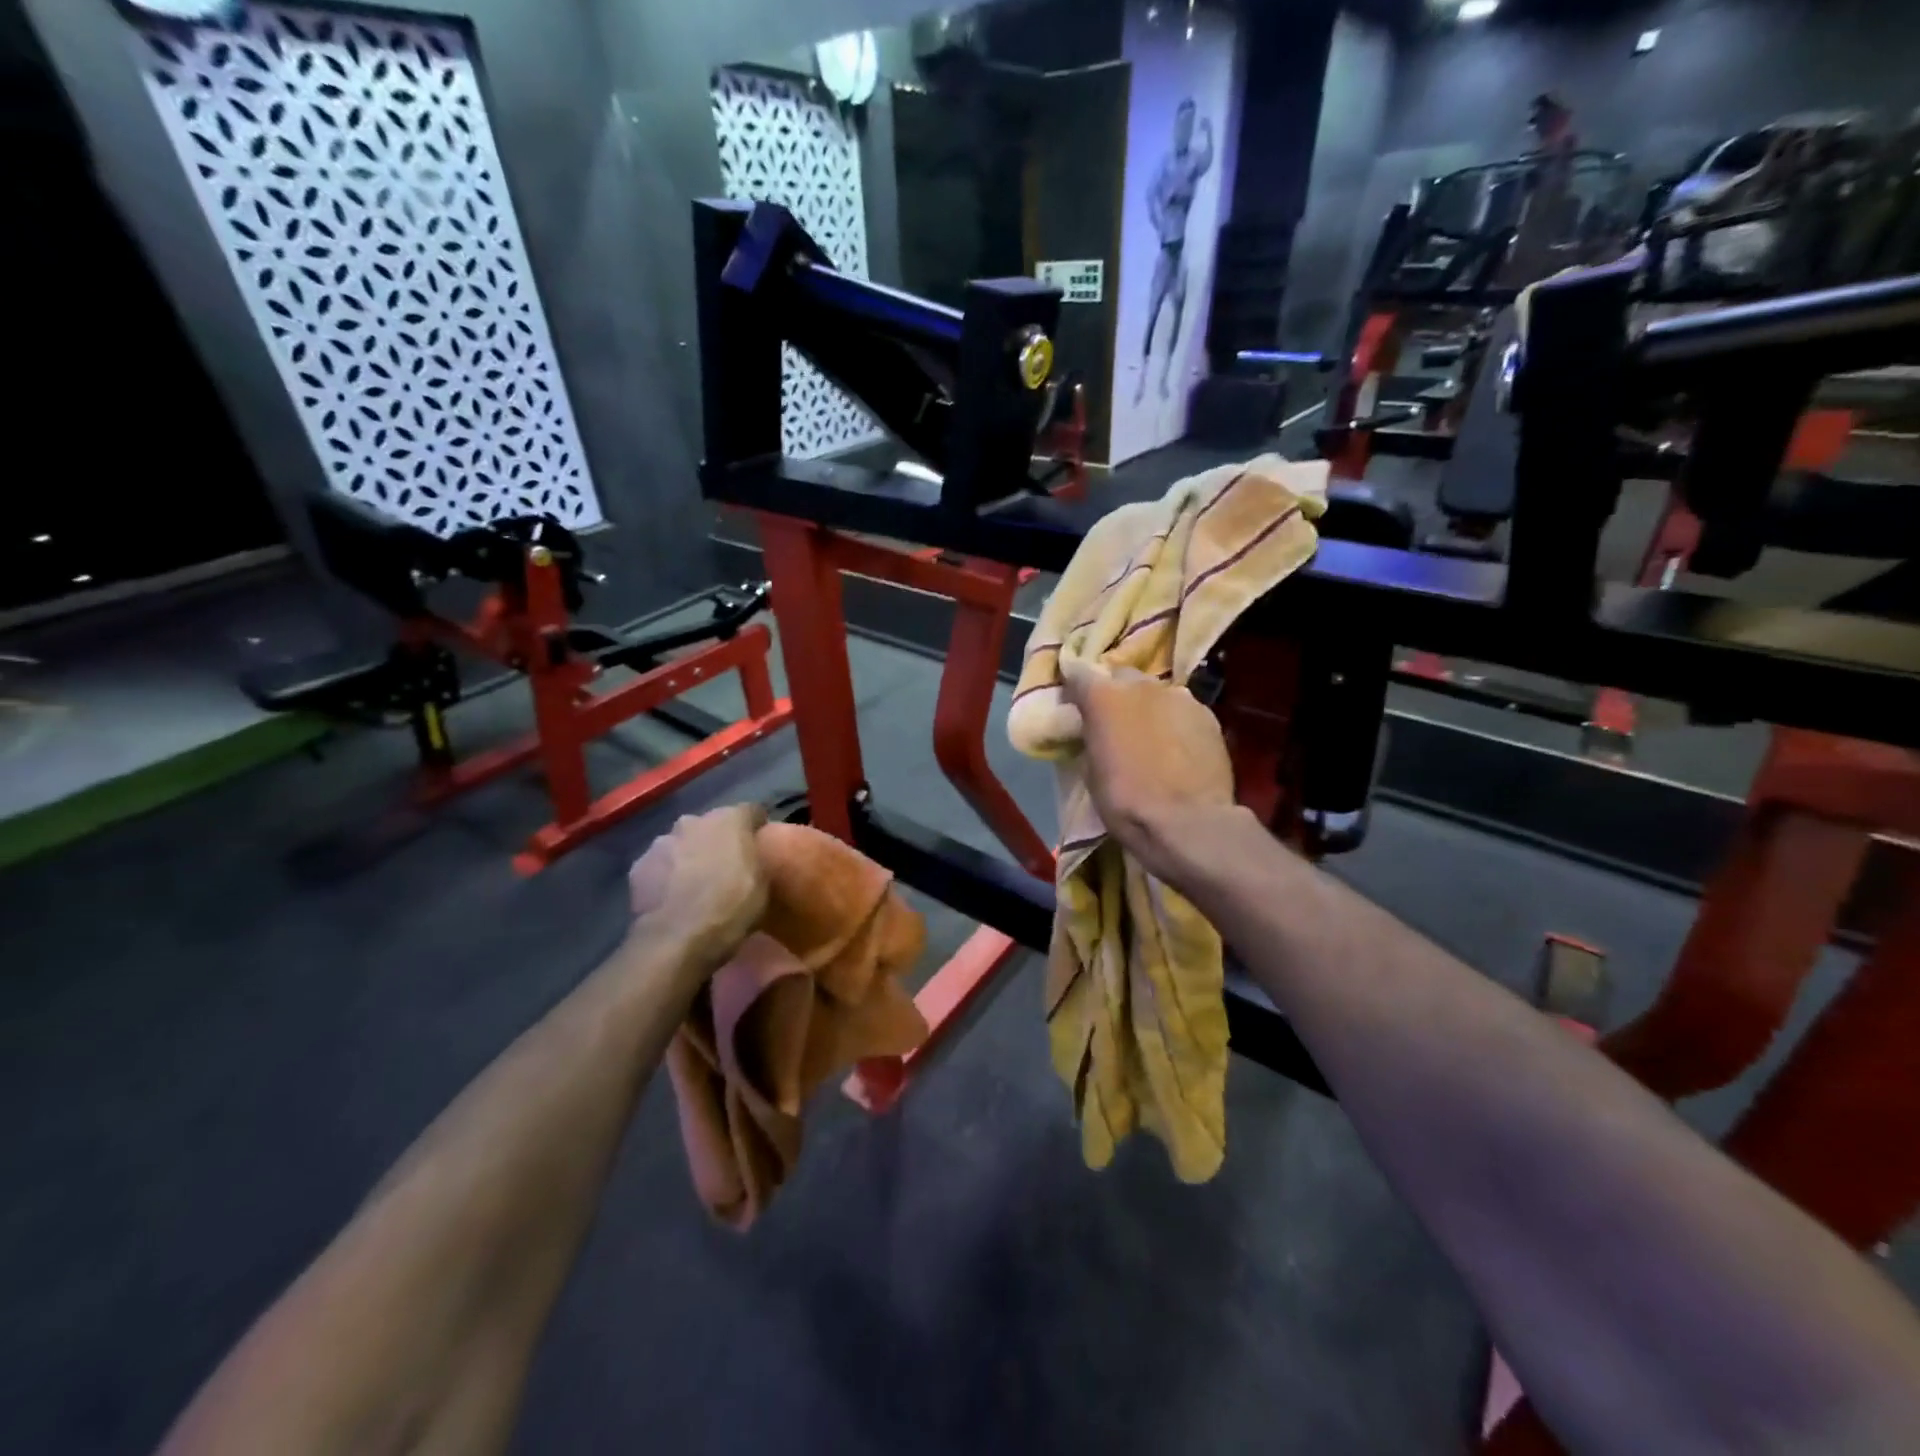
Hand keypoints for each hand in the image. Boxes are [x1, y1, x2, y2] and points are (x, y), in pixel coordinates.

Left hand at [627, 805, 769, 978]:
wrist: (676, 939)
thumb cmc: (731, 908)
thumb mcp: (763, 884)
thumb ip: (758, 858)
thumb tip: (753, 853)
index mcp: (730, 819)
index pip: (751, 811)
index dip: (757, 828)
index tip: (760, 844)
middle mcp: (693, 820)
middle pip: (712, 825)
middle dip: (719, 840)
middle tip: (726, 867)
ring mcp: (662, 841)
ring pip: (682, 843)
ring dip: (690, 856)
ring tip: (695, 884)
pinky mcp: (638, 865)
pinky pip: (660, 864)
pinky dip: (667, 874)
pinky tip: (672, 896)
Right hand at [1060, 657, 1245, 888]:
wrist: (1189, 823)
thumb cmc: (1126, 802)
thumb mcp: (1092, 772)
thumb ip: (1092, 739)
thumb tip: (1095, 732)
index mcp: (1104, 697)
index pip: (1078, 673)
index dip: (1074, 686)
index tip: (1073, 703)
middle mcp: (1142, 685)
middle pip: (1122, 677)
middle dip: (1115, 694)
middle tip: (1113, 722)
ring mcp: (1180, 696)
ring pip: (1156, 693)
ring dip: (1148, 708)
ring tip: (1149, 736)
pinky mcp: (1209, 715)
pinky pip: (1182, 710)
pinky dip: (1174, 722)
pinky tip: (1177, 747)